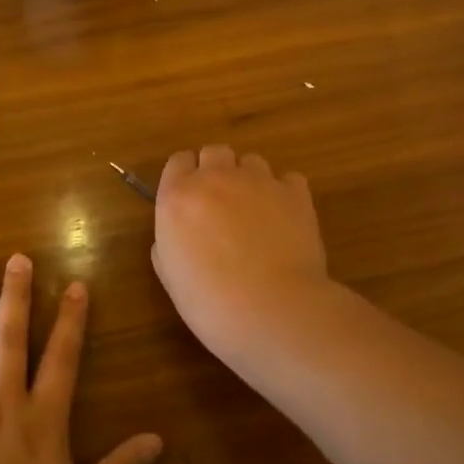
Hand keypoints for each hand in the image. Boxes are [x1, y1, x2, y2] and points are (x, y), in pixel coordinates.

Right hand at [152, 145, 332, 363]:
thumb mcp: (170, 276)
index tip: (188, 199)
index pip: (178, 161)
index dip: (184, 177)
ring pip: (252, 161)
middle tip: (220, 204)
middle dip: (216, 170)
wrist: (272, 310)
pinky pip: (288, 179)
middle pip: (215, 152)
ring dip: (249, 179)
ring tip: (256, 212)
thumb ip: (168, 242)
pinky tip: (284, 218)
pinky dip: (284, 192)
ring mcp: (259, 182)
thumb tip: (180, 234)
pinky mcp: (295, 194)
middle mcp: (216, 178)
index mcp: (178, 196)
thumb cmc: (210, 302)